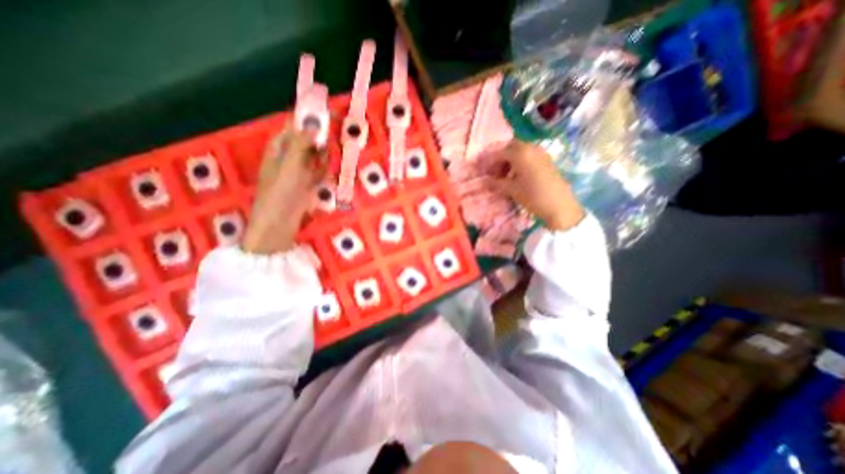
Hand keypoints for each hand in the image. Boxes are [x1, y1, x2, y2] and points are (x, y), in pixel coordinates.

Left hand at [242, 126, 327, 254]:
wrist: (279, 222)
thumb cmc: (280, 192)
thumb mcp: (289, 166)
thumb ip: (301, 144)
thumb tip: (313, 124)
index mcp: (279, 147)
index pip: (294, 126)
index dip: (308, 118)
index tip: (326, 112)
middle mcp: (289, 156)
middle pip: (307, 140)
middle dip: (320, 136)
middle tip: (336, 133)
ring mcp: (300, 171)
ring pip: (315, 155)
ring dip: (324, 153)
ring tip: (334, 151)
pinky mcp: (308, 183)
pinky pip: (319, 171)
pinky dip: (324, 168)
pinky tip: (329, 169)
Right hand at [493, 140, 584, 229]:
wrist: (559, 206)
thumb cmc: (533, 196)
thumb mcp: (511, 190)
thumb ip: (496, 183)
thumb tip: (485, 181)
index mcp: (521, 153)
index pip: (500, 152)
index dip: (490, 162)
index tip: (484, 173)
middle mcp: (531, 148)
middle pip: (511, 147)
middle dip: (501, 158)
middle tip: (495, 172)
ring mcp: (541, 153)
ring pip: (521, 151)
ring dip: (510, 160)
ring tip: (505, 176)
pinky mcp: (547, 160)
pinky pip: (529, 156)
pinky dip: (520, 162)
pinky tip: (517, 176)